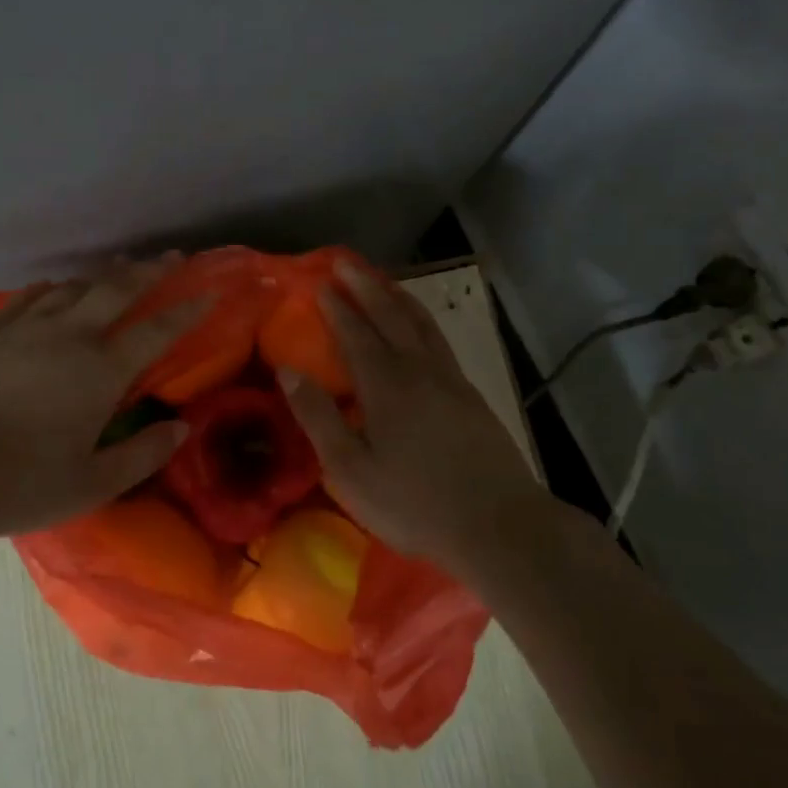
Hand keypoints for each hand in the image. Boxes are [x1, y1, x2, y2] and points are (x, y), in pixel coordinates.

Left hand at [0, 258, 203, 544]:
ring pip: (74, 288)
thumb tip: (182, 428)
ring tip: (119, 269)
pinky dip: (50, 289)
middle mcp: (70, 337)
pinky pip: (27, 298)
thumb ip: (144, 455)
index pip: (157, 331)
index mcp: (102, 372)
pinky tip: (54, 287)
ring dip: (103, 276)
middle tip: (171, 256)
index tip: (209, 291)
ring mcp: (26, 329)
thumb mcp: (93, 484)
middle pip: (117, 290)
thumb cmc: (21, 484)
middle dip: (149, 271)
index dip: (188, 310)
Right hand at [279, 262, 554, 573]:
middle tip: (344, 262)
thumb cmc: (414, 503)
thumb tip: (288, 371)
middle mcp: (419, 369)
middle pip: (390, 315)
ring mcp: (450, 379)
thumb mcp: (351, 470)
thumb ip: (318, 417)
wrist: (498, 524)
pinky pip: (439, 339)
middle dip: (365, 286)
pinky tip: (419, 325)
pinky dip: (422, 319)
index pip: (355, 333)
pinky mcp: (470, 394)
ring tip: (381, 280)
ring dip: (397, 296)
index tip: (319, 282)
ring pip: (421, 323)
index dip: (336, 307)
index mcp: (386, 385)